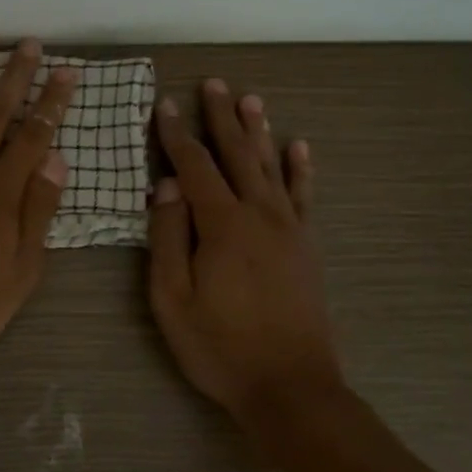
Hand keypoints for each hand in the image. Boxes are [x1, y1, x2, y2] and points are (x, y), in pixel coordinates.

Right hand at [148, 79, 342, 422]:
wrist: (291, 388)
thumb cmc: (219, 346)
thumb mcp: (172, 297)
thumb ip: (167, 236)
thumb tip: (165, 185)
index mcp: (222, 224)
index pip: (194, 166)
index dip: (176, 134)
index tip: (164, 104)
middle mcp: (259, 214)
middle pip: (237, 154)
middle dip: (221, 117)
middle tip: (214, 83)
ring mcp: (289, 229)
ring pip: (271, 166)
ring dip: (259, 131)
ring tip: (251, 99)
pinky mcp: (307, 246)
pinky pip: (303, 196)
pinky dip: (300, 168)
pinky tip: (299, 147)